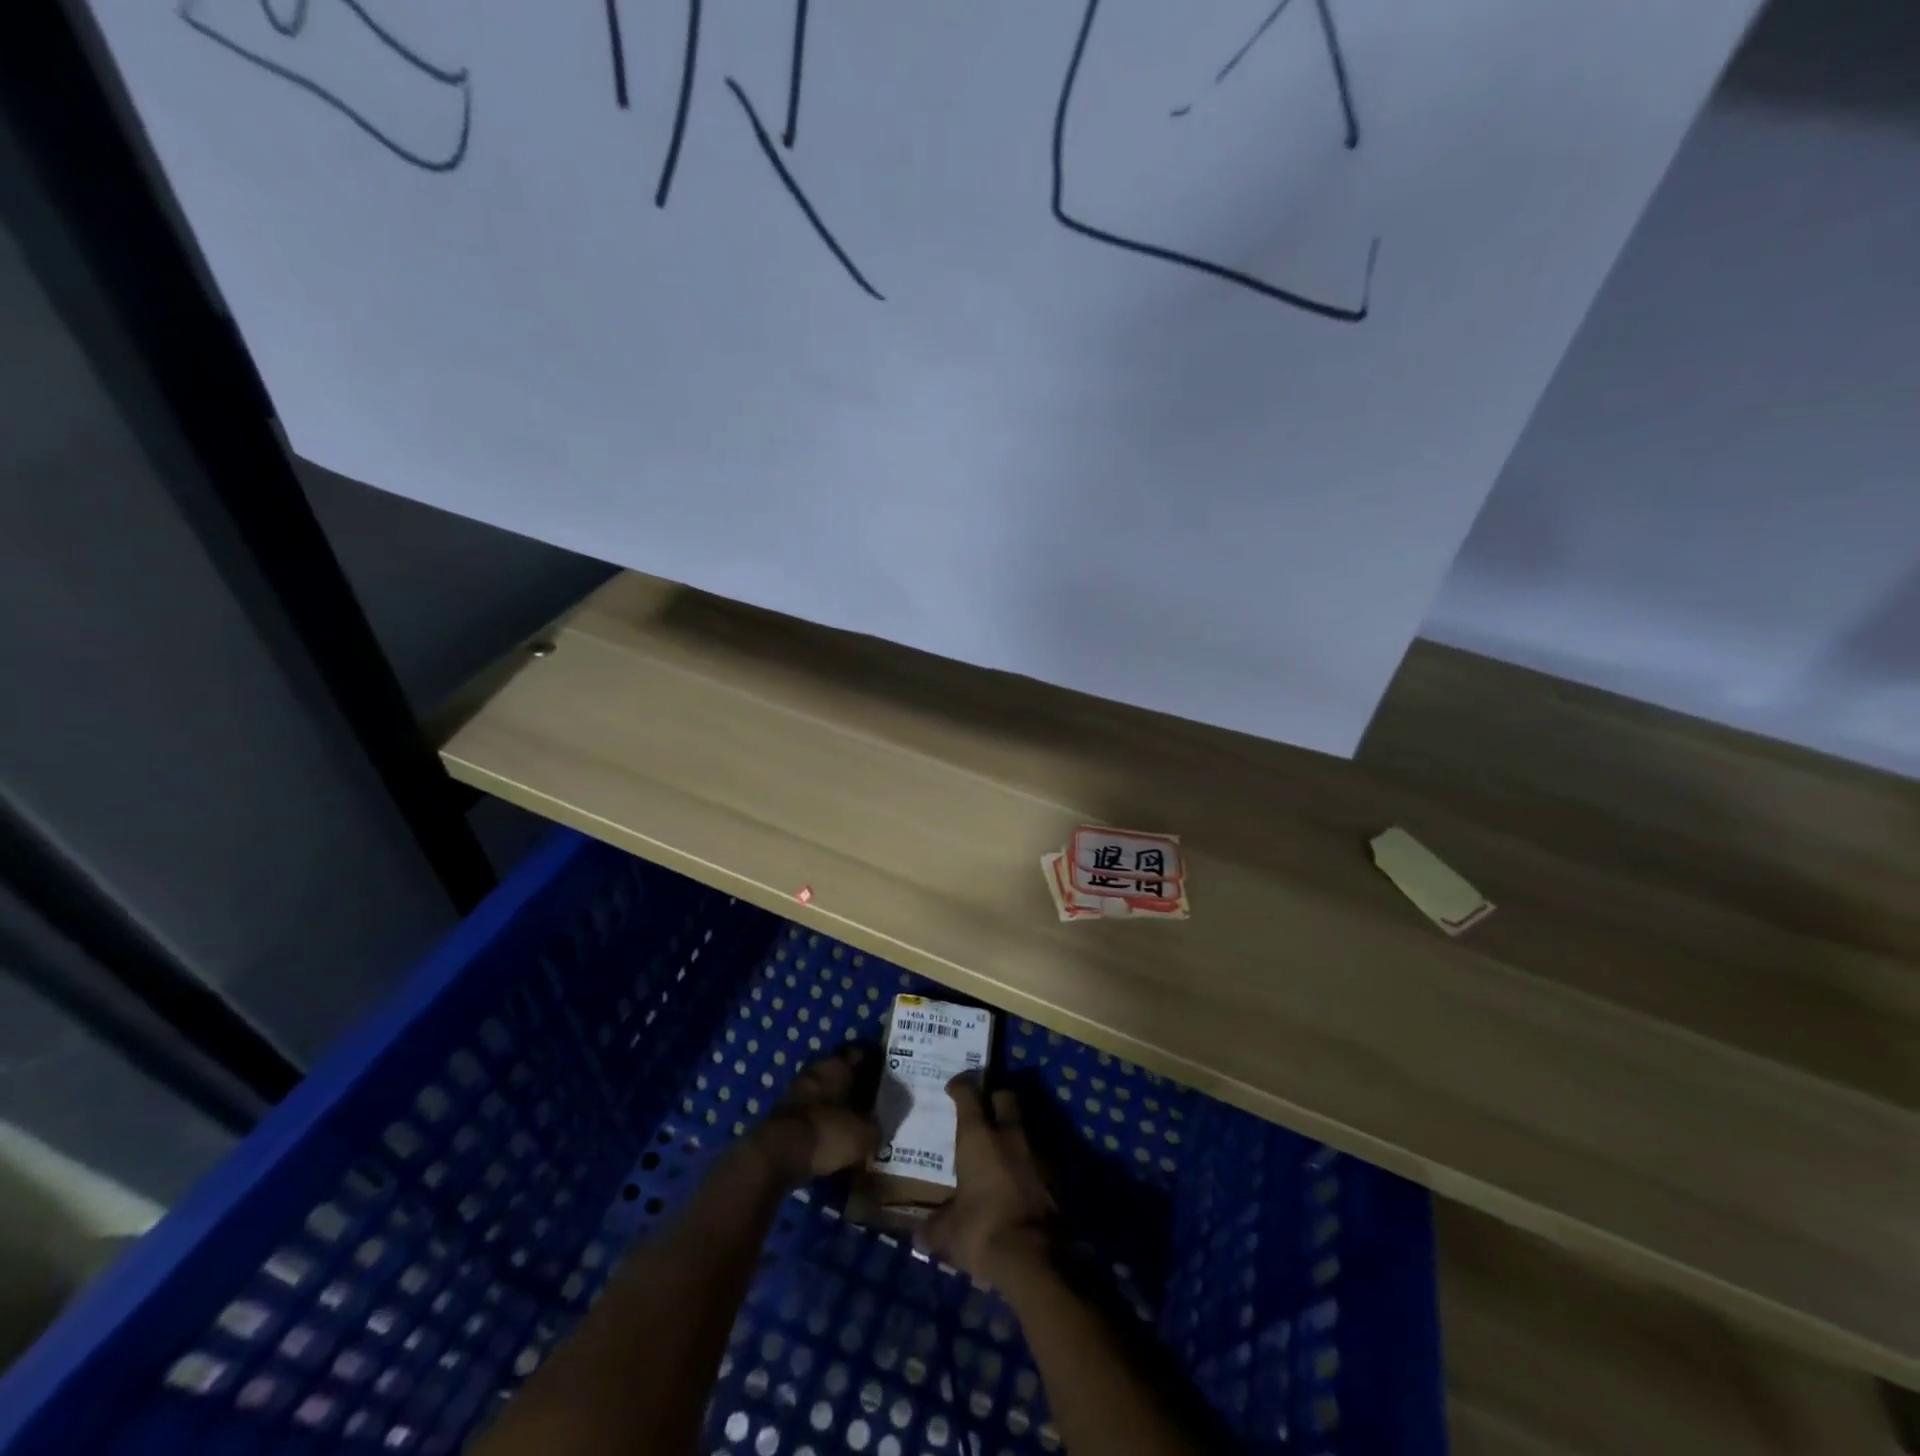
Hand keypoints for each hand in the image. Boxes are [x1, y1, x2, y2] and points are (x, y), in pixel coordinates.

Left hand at [747, 1048, 879, 1184]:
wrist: (775, 1155)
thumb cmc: (826, 1132)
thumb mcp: (863, 1135)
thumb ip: (875, 1129)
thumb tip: (877, 1130)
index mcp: (837, 1065)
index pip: (860, 1055)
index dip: (873, 1066)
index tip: (886, 1080)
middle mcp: (816, 1071)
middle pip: (840, 1075)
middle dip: (854, 1088)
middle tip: (871, 1105)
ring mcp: (796, 1092)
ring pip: (824, 1095)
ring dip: (835, 1106)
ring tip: (853, 1125)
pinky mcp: (783, 1117)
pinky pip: (811, 1115)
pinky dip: (821, 1124)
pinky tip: (832, 1139)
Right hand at [919, 1075, 1054, 1286]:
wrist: (1036, 1257)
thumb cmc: (983, 1231)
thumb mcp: (949, 1233)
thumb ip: (934, 1227)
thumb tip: (919, 1235)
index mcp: (978, 1136)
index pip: (968, 1094)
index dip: (961, 1086)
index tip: (954, 1086)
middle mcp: (1009, 1134)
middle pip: (1005, 1096)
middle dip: (994, 1097)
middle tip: (983, 1109)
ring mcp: (1037, 1151)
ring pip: (1024, 1125)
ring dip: (1013, 1130)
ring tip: (1001, 1147)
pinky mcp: (1056, 1175)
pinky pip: (1038, 1156)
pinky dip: (1028, 1160)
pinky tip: (1019, 1178)